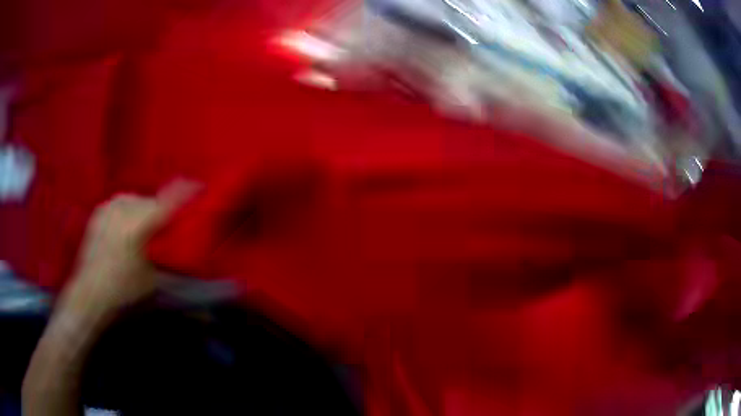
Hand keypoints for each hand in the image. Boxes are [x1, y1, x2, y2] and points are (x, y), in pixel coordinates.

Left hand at [57, 182, 195, 322]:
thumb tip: (203, 262)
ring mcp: (110, 205)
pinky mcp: (101, 210)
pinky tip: (127, 231)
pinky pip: (123, 205)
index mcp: (140, 222)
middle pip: (154, 201)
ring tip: (146, 232)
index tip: (202, 189)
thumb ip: (176, 263)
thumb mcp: (155, 282)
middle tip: (169, 229)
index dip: (189, 192)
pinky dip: (130, 214)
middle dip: (164, 212)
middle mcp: (125, 205)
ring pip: (138, 202)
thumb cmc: (124, 291)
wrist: (89, 294)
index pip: (171, 197)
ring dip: (146, 213)